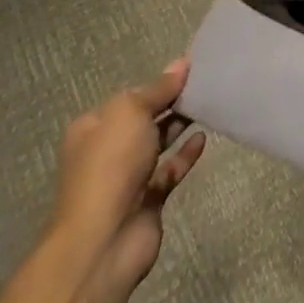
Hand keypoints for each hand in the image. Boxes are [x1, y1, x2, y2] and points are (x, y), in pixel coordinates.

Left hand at [49, 58, 207, 292]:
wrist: (105, 238)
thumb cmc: (111, 165)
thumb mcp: (131, 113)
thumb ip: (158, 89)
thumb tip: (181, 64)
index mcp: (94, 127)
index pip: (130, 97)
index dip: (159, 83)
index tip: (191, 68)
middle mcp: (107, 150)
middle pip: (144, 119)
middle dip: (170, 103)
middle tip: (206, 84)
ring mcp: (127, 177)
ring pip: (158, 144)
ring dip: (179, 126)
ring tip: (209, 105)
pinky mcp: (148, 198)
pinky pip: (170, 169)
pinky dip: (186, 154)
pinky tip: (204, 138)